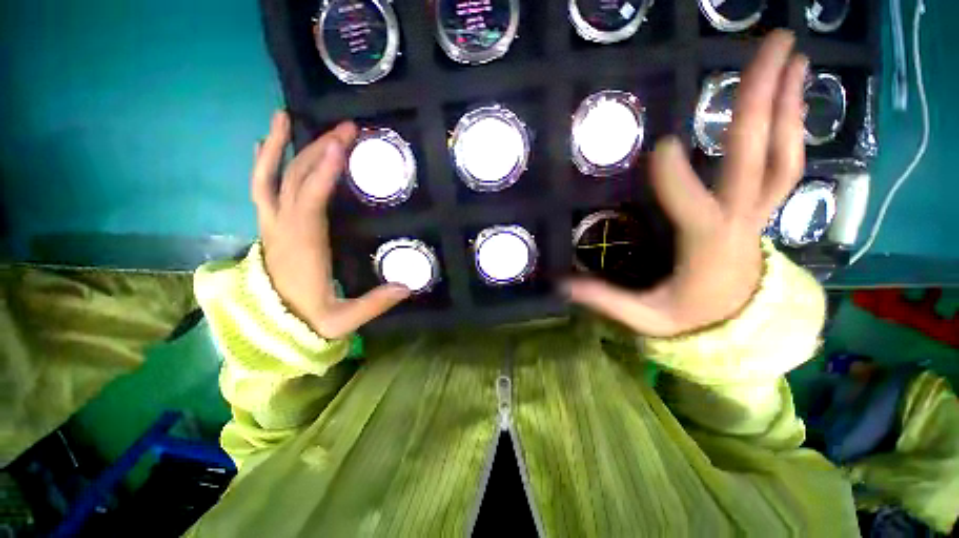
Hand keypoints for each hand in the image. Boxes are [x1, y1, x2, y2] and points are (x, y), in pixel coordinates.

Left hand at [252, 112, 409, 338]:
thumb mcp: (344, 320)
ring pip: (270, 180)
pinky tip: (267, 146)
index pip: (310, 203)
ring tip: (285, 115)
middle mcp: (283, 230)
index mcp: (303, 249)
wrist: (273, 327)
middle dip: (318, 151)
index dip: (324, 175)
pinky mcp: (271, 228)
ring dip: (279, 147)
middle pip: (296, 181)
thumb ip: (375, 303)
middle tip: (344, 129)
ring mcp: (273, 227)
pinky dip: (264, 165)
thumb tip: (407, 285)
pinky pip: (262, 190)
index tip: (340, 148)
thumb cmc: (309, 320)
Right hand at [565, 30, 808, 336]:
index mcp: (706, 246)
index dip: (677, 178)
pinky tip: (791, 98)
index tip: (663, 145)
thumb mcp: (644, 317)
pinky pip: (784, 164)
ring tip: (793, 55)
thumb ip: (606, 300)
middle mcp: (740, 220)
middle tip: (773, 42)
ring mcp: (757, 212)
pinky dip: (792, 127)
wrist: (740, 329)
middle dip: (762, 100)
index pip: (693, 208)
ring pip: (782, 155)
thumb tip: (562, 284)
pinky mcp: (761, 210)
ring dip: (788, 104)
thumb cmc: (690, 320)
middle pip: (756, 157)